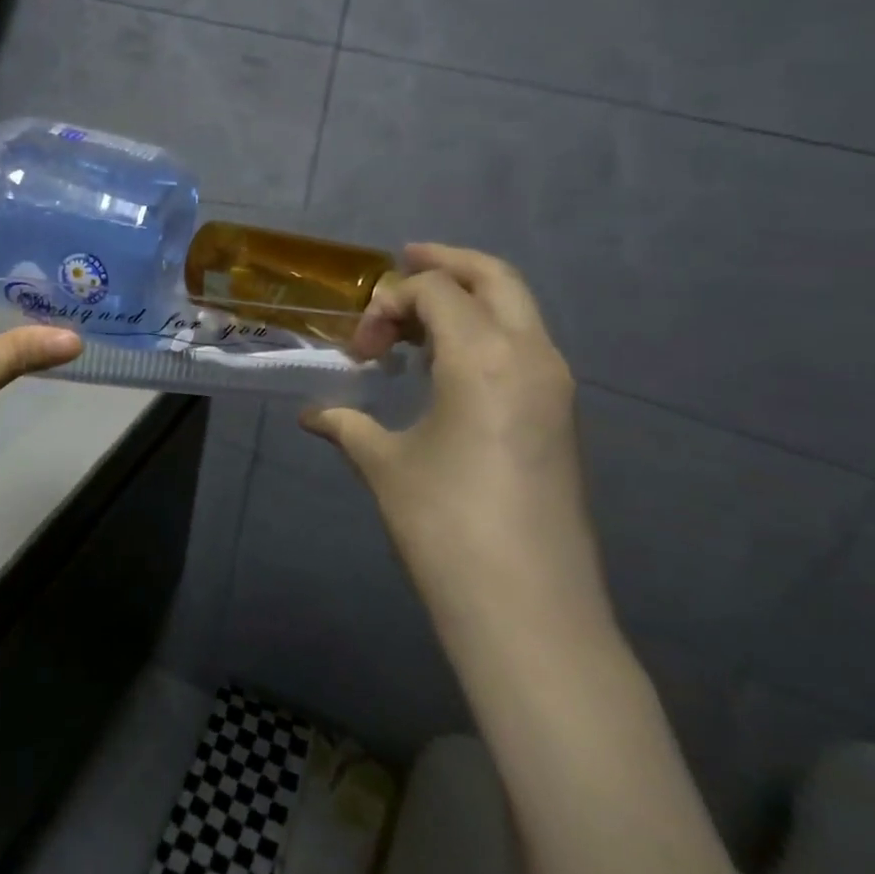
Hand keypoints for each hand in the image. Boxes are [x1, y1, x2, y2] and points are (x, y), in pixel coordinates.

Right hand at [303, 243, 610, 638]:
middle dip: (446, 263)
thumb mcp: (383, 465)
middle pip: (494, 277)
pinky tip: (448, 366)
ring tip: (417, 323)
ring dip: (468, 299)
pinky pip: (524, 344)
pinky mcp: (561, 416)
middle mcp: (530, 355)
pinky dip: (487, 332)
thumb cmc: (446, 526)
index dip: (388, 303)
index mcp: (484, 356)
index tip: (360, 350)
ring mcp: (555, 386)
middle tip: (402, 262)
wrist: (529, 611)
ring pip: (517, 309)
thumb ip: (346, 425)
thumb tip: (313, 415)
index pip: (435, 290)